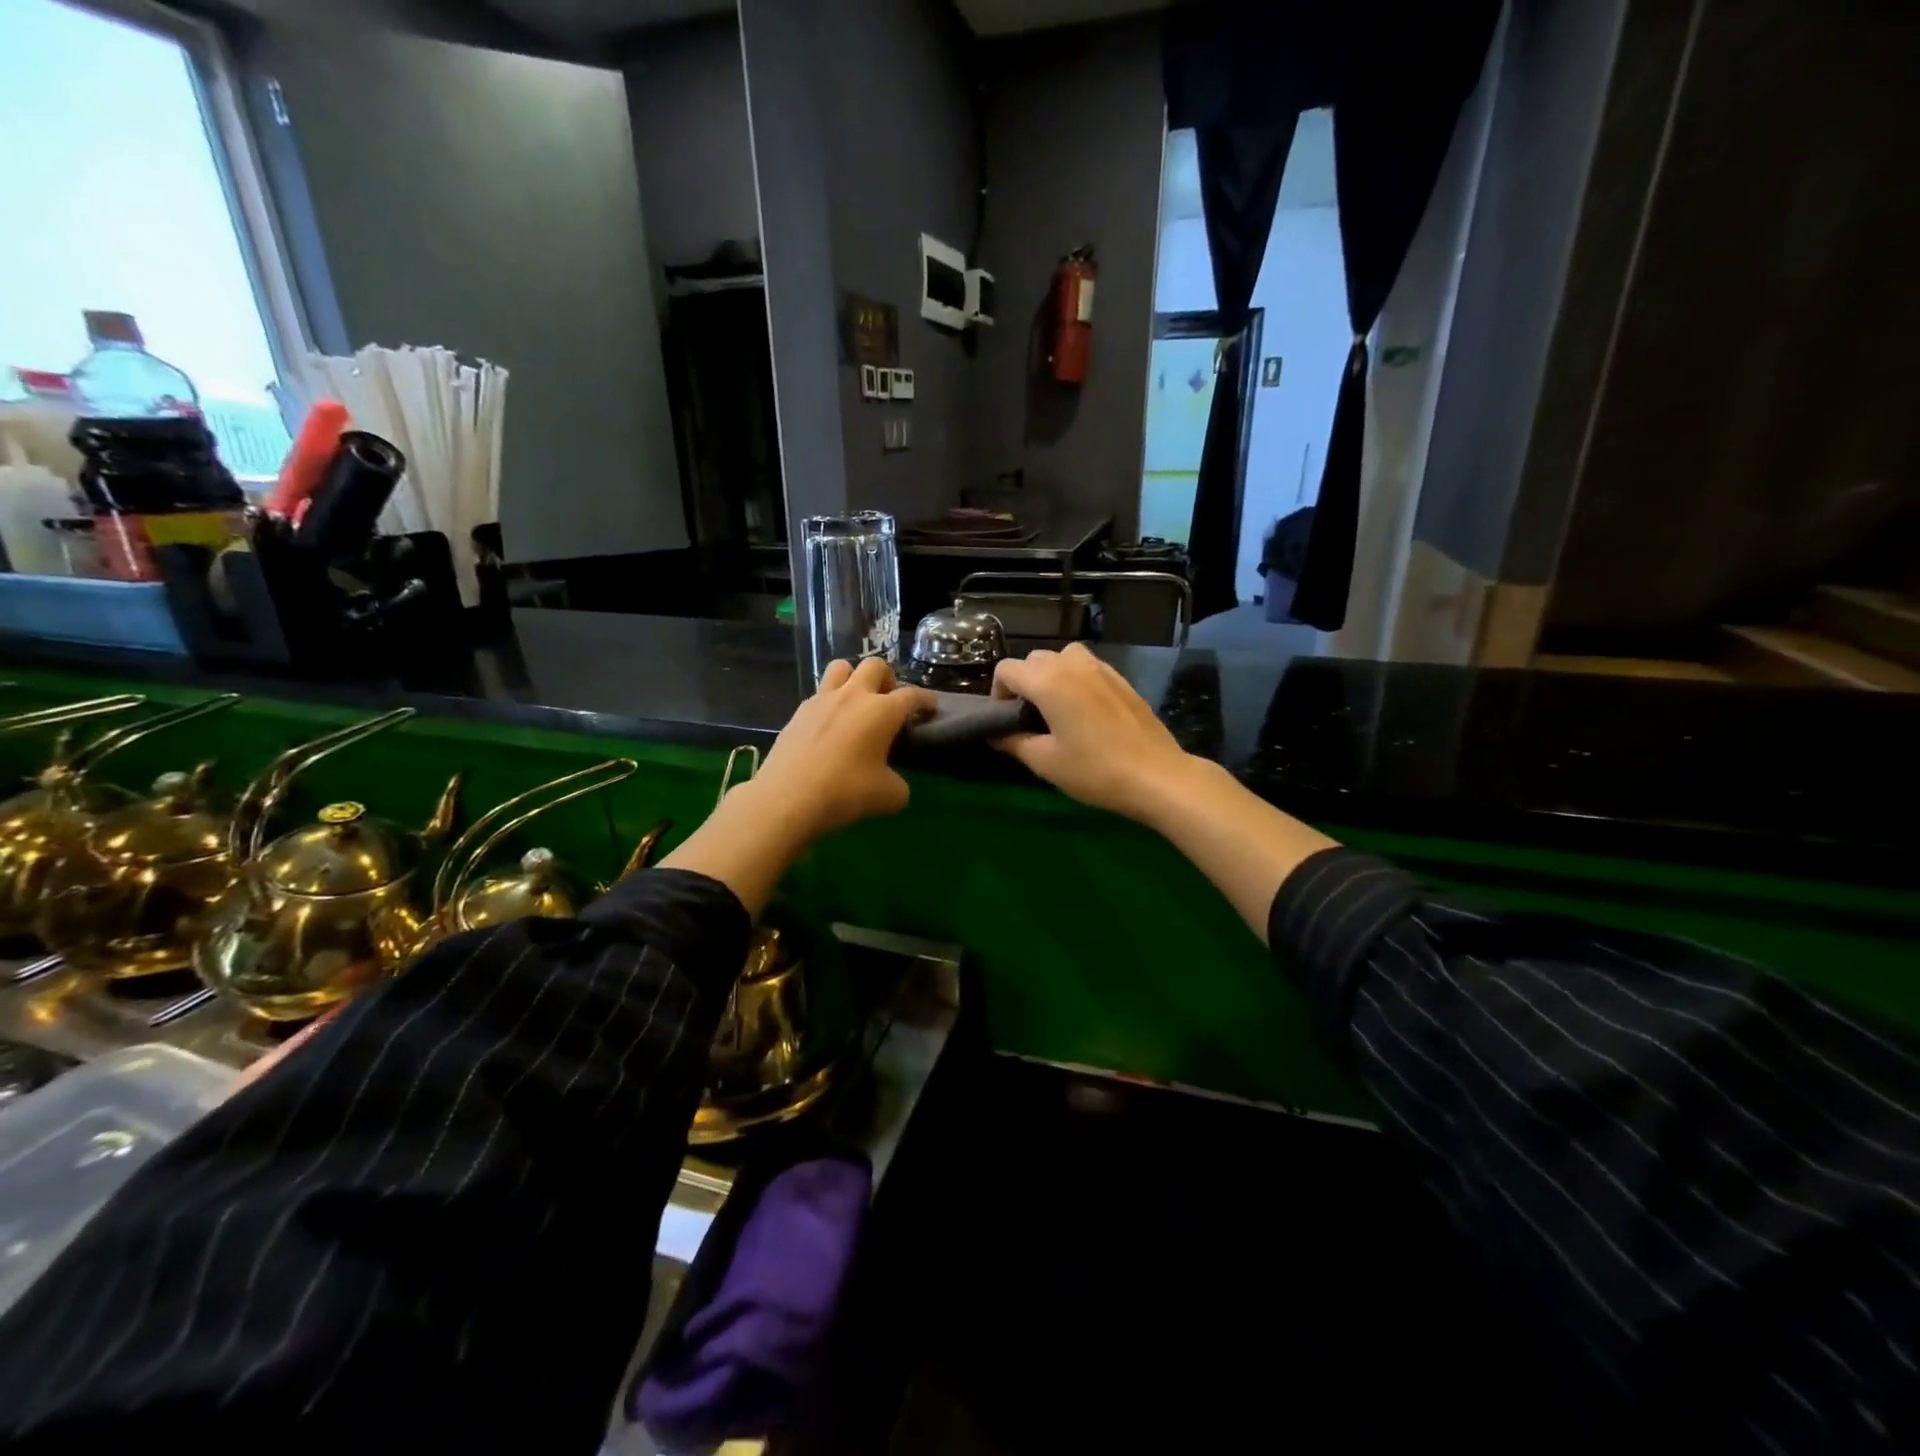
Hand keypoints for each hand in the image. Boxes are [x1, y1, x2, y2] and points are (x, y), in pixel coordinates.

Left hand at [744, 657, 935, 840]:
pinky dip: (830, 703)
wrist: (788, 798)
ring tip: (857, 703)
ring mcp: (822, 700)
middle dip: (887, 679)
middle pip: (875, 666)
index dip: (925, 700)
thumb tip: (894, 784)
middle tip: (889, 702)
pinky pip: (819, 694)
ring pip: (841, 667)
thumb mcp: (889, 797)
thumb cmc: (846, 792)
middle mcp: (853, 696)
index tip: (931, 708)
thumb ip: (899, 785)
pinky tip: (830, 727)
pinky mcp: (798, 713)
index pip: (912, 696)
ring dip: (854, 678)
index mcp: (882, 710)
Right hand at [991, 644, 1197, 822]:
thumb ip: (1014, 742)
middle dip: (1023, 683)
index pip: (1007, 670)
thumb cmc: (1094, 770)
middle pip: (1034, 659)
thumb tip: (995, 734)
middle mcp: (1072, 665)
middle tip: (1029, 719)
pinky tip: (1085, 711)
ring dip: (1051, 675)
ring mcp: (1100, 668)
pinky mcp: (1121, 679)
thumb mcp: (1045, 762)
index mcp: (1048, 681)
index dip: (998, 693)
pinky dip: (1075, 678)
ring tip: (1056, 709)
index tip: (1006, 720)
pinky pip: (1087, 666)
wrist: (1156, 775)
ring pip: (1062, 657)